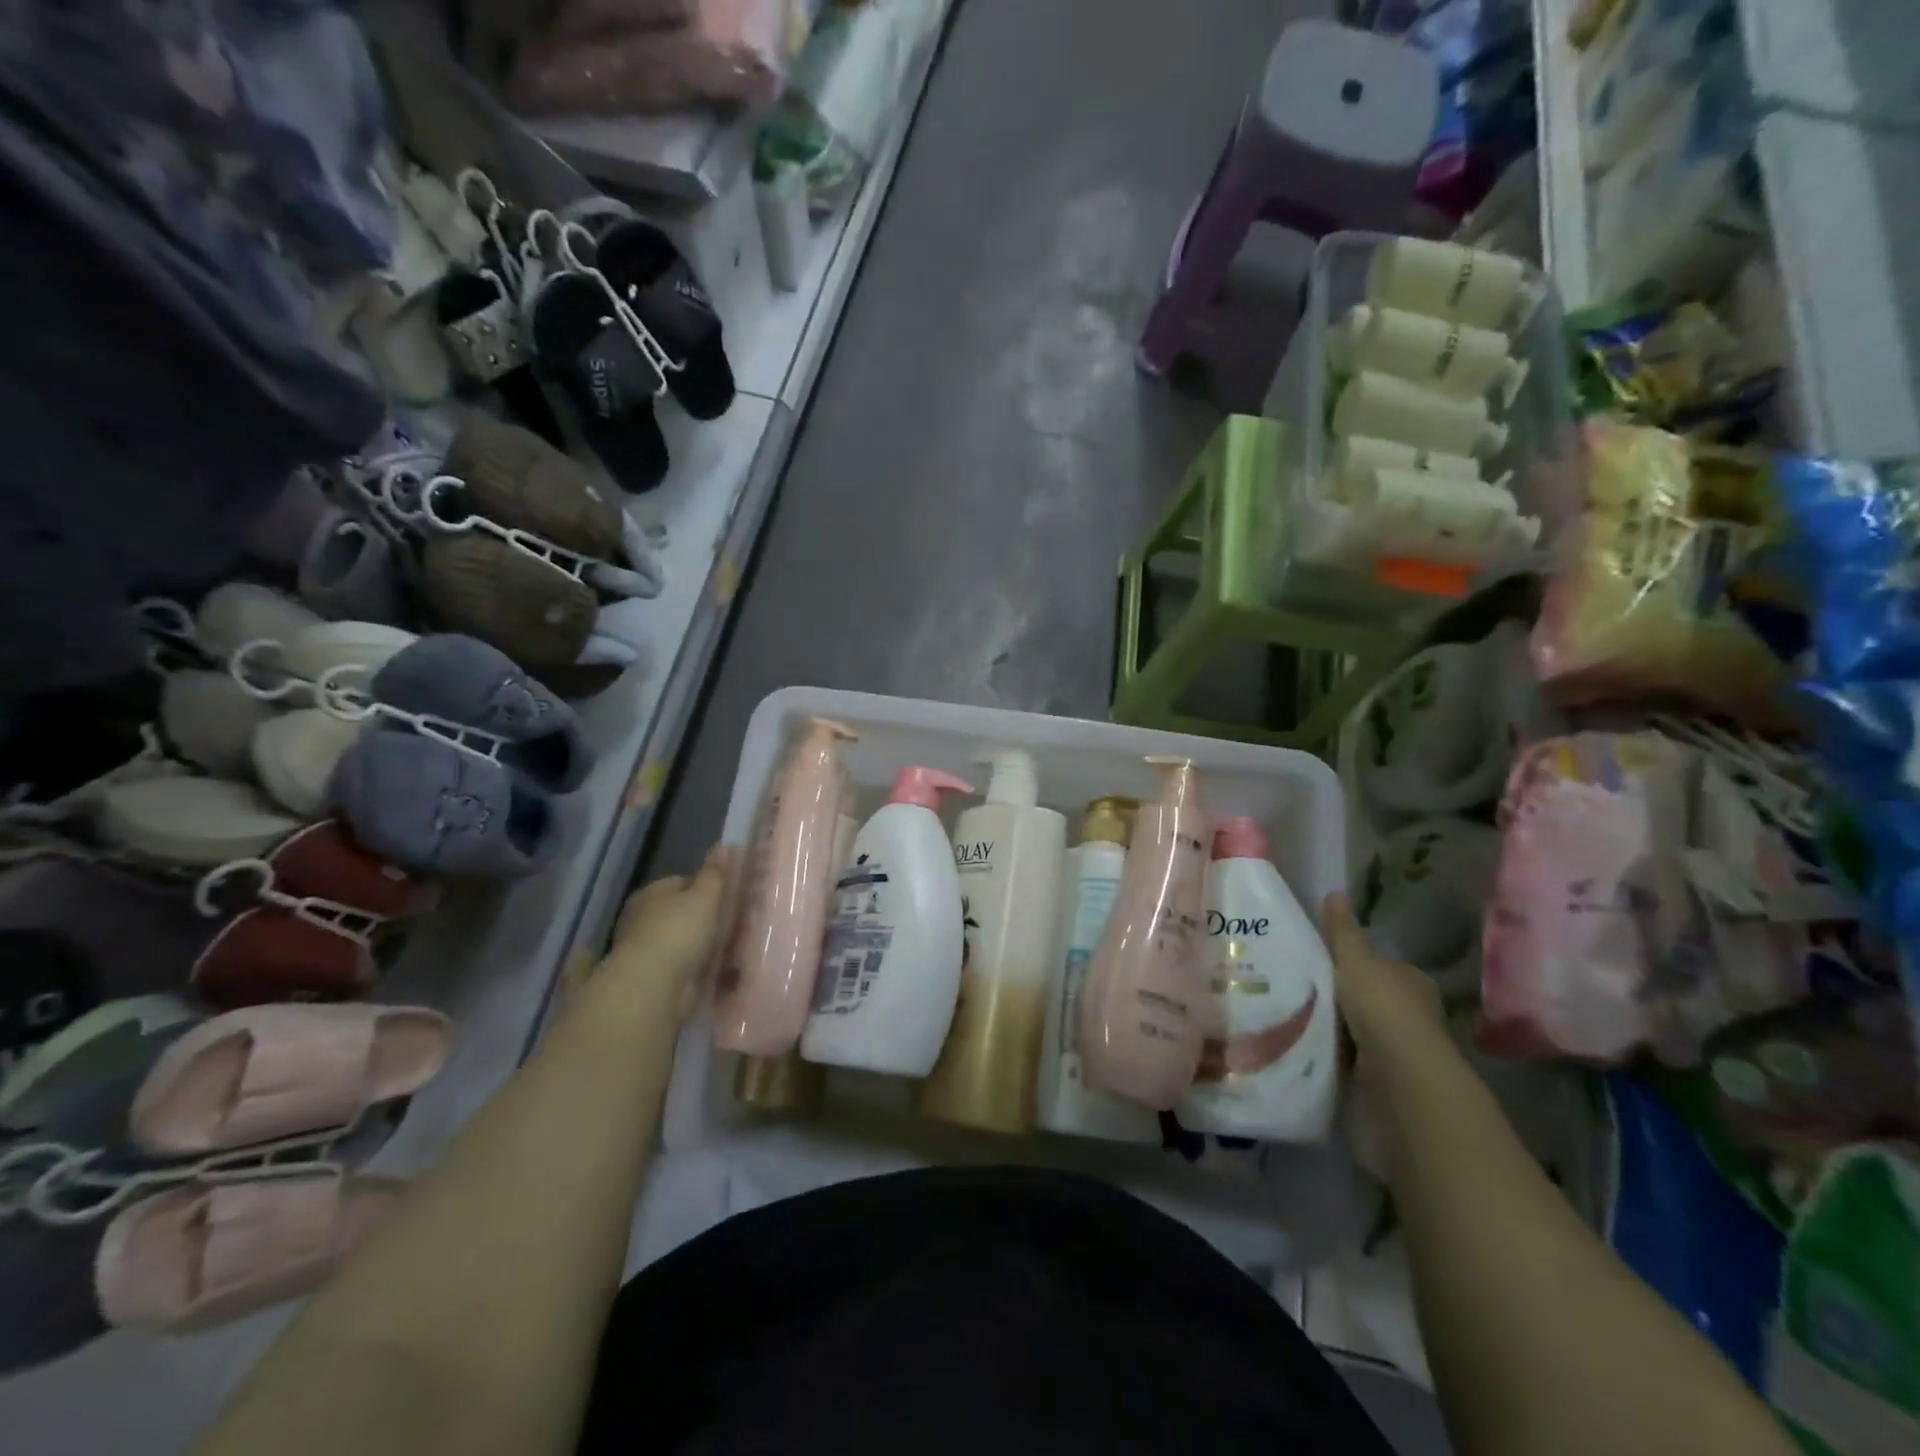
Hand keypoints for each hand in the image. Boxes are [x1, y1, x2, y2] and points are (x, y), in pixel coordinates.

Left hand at [596, 844, 735, 1020]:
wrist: (654, 987)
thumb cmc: (678, 932)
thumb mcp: (704, 896)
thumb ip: (715, 873)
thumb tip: (724, 844)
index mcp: (651, 894)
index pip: (682, 882)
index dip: (707, 887)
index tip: (729, 896)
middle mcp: (644, 920)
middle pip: (683, 912)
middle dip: (706, 918)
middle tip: (736, 921)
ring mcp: (649, 950)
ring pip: (685, 940)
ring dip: (704, 944)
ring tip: (734, 945)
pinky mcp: (656, 978)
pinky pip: (685, 965)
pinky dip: (700, 966)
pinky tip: (721, 968)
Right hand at [1323, 892, 1445, 1086]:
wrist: (1399, 1067)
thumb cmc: (1380, 1003)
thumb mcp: (1353, 958)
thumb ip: (1342, 930)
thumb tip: (1334, 892)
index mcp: (1412, 978)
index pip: (1384, 966)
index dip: (1358, 965)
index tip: (1328, 967)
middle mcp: (1416, 1009)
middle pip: (1376, 997)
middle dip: (1350, 997)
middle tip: (1310, 991)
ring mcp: (1407, 1043)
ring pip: (1369, 1027)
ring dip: (1347, 1026)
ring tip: (1306, 1018)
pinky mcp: (1394, 1073)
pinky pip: (1363, 1055)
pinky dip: (1346, 1052)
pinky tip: (1321, 1046)